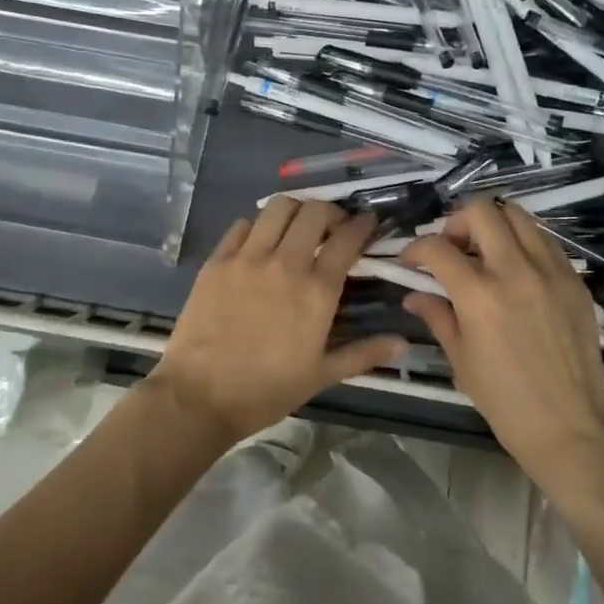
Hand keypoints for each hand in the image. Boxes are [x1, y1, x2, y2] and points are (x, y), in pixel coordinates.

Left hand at [148, 199, 406, 444]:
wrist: (200, 396)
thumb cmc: (266, 390)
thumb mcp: (321, 375)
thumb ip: (364, 353)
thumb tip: (403, 343)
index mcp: (317, 290)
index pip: (347, 238)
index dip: (363, 224)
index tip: (368, 223)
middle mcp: (285, 263)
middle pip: (314, 212)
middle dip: (331, 212)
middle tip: (333, 227)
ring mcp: (247, 258)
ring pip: (278, 207)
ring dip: (295, 211)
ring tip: (297, 227)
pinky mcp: (217, 261)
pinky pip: (242, 226)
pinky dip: (258, 227)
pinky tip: (260, 243)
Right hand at [399, 200, 603, 471]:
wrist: (569, 425)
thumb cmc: (504, 400)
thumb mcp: (460, 358)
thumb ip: (437, 315)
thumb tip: (413, 294)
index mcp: (479, 294)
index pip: (437, 247)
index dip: (415, 248)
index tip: (411, 261)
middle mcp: (515, 269)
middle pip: (480, 211)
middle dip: (456, 222)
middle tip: (451, 247)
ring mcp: (550, 270)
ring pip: (518, 215)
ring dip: (493, 225)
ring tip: (485, 252)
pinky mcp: (574, 279)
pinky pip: (545, 240)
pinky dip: (523, 242)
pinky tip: (516, 269)